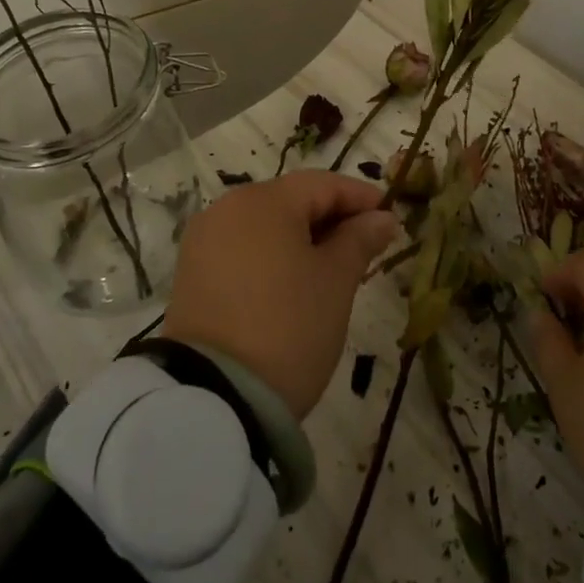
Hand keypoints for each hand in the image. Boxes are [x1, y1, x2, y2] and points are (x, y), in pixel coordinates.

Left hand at [162, 172, 397, 419]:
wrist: (214, 399)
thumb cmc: (288, 327)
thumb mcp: (336, 282)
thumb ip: (360, 239)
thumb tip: (381, 217)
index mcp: (264, 200)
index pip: (323, 184)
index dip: (361, 197)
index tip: (391, 218)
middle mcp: (228, 208)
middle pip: (291, 200)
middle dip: (332, 219)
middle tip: (367, 247)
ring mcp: (204, 241)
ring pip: (266, 226)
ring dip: (303, 239)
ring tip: (335, 269)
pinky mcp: (192, 274)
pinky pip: (243, 249)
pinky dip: (273, 257)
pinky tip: (294, 284)